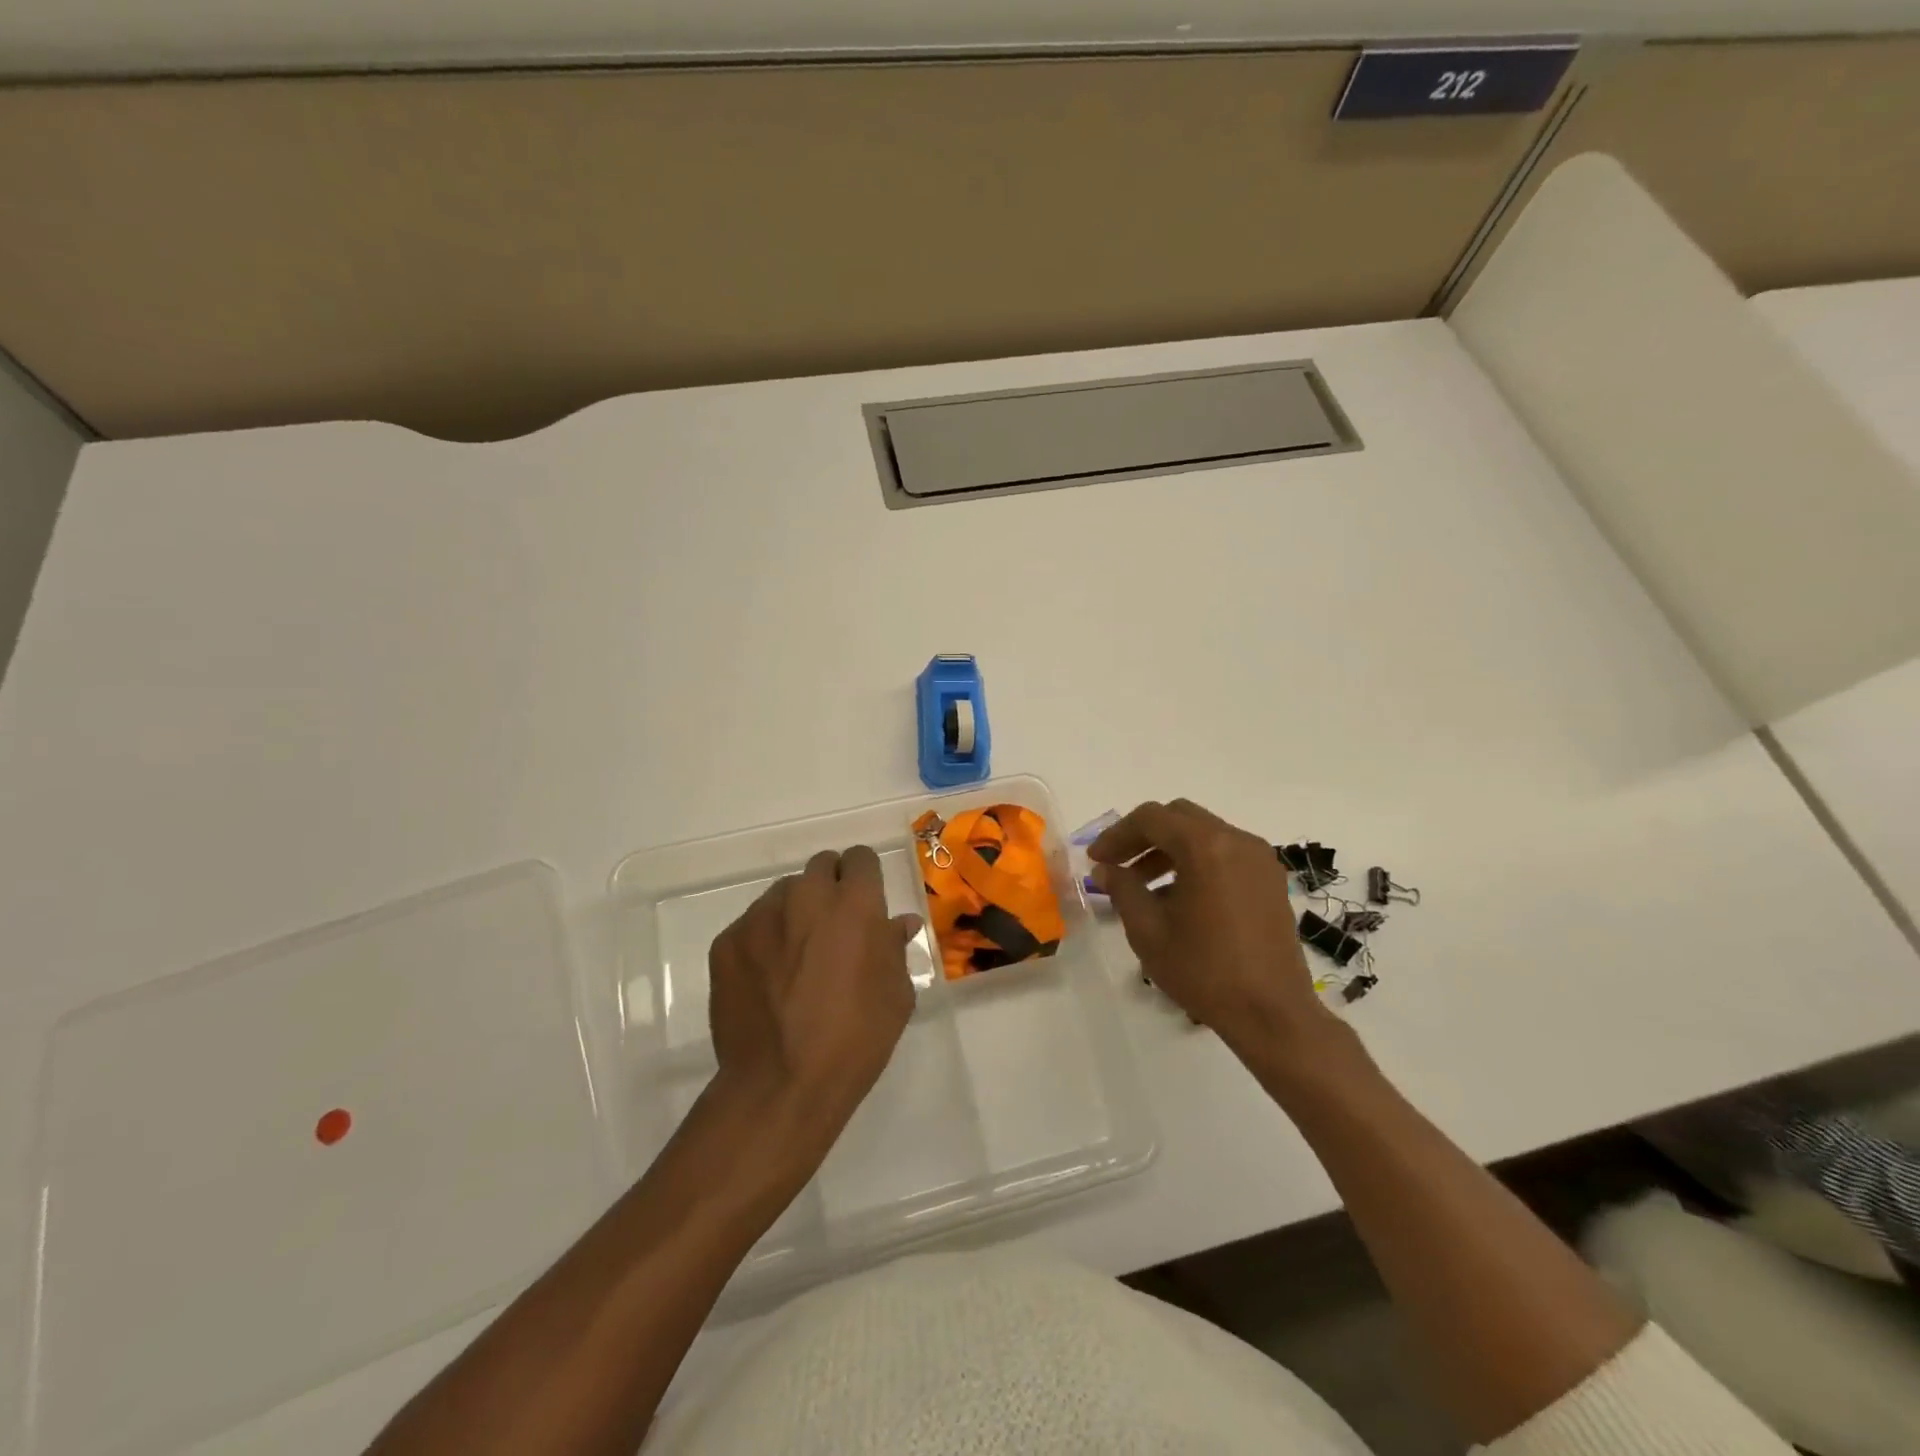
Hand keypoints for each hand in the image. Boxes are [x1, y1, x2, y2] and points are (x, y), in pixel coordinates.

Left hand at [707, 845, 920, 1154]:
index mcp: (854, 903)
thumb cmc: (854, 1040)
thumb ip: (895, 948)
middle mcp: (806, 895)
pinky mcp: (727, 941)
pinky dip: (764, 940)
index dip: (865, 878)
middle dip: (831, 888)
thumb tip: (898, 922)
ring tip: (796, 958)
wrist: (780, 1085)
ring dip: (796, 912)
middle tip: (833, 930)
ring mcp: (761, 916)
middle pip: (821, 866)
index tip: (865, 904)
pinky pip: (752, 925)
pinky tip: (767, 979)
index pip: (861, 858)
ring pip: (784, 893)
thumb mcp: (896, 996)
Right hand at [1089, 799, 1336, 1059]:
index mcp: (1206, 847)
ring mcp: (1259, 859)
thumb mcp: (1148, 931)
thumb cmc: (1204, 971)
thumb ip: (1123, 889)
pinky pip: (1225, 854)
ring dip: (1169, 849)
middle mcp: (1237, 840)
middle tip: (1118, 865)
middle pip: (1179, 818)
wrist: (1272, 1014)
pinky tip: (1179, 898)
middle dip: (1143, 837)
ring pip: (1203, 834)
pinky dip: (1196, 862)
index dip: (1117, 835)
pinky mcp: (1270, 880)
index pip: (1151, 819)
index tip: (1096, 860)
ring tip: (1143, 886)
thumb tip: (1106, 870)